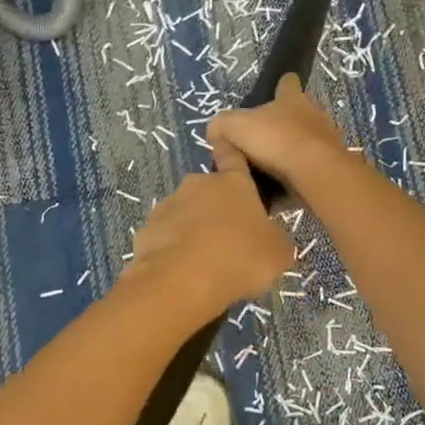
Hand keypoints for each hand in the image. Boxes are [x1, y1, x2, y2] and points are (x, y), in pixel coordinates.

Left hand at [126, 142, 293, 322]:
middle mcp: (197, 185)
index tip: (226, 144)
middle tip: (228, 239)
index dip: (231, 152)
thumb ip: (275, 238)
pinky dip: (172, 251)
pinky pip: (164, 238)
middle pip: (208, 191)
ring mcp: (167, 206)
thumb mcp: (278, 251)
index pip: (233, 157)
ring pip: (184, 214)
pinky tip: (181, 272)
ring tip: (203, 262)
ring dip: (192, 230)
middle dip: (215, 208)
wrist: (183, 280)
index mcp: (232, 182)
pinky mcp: (145, 231)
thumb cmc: (240, 256)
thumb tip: (270, 239)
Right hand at [207, 75, 354, 195]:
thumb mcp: (234, 127)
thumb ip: (221, 126)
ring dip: (290, 155)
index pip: (288, 83)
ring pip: (304, 144)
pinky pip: (308, 171)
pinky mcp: (331, 168)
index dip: (282, 86)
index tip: (276, 91)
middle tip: (261, 143)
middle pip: (298, 115)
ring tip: (267, 173)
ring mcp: (326, 141)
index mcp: (292, 99)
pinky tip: (279, 192)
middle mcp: (313, 115)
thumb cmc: (275, 139)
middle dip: (282, 126)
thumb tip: (217, 133)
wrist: (314, 172)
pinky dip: (295, 179)